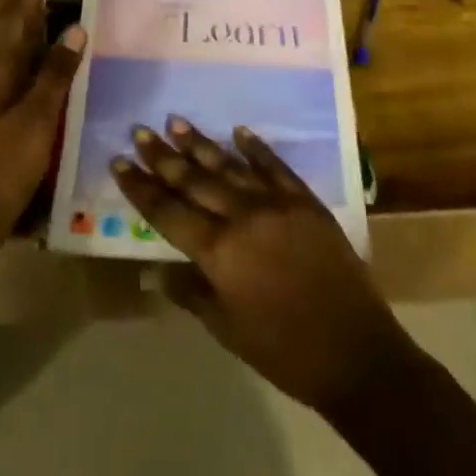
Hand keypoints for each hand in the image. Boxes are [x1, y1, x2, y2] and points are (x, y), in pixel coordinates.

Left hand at [0, 0, 84, 244]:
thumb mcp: (35, 120)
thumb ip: (55, 74)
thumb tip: (76, 28)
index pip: (13, 17)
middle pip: (9, 30)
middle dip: (34, 7)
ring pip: (9, 52)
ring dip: (33, 32)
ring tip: (66, 19)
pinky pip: (10, 72)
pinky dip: (30, 60)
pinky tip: (51, 68)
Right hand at [114, 119, 418, 413]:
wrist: (356, 353)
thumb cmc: (283, 351)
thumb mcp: (227, 329)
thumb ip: (189, 292)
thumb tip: (152, 271)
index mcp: (219, 252)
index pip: (168, 212)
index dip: (141, 188)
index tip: (119, 162)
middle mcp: (243, 217)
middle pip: (194, 180)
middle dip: (163, 156)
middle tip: (140, 131)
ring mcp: (277, 204)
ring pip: (229, 166)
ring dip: (201, 145)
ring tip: (176, 123)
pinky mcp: (305, 201)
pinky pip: (275, 166)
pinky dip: (255, 148)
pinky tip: (239, 132)